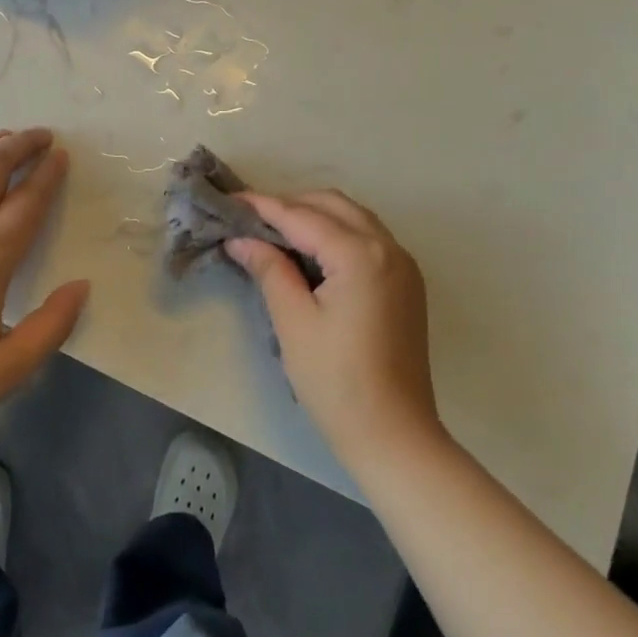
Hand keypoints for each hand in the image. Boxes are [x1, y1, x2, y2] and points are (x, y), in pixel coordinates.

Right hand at [227, 191, 441, 469]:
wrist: (394, 435)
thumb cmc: (336, 381)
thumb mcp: (293, 323)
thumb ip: (270, 270)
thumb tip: (241, 239)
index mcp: (360, 255)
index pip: (303, 217)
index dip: (264, 207)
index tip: (230, 201)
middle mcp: (389, 247)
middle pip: (333, 205)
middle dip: (291, 205)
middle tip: (252, 220)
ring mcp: (403, 264)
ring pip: (354, 218)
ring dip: (316, 216)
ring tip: (276, 232)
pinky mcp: (407, 283)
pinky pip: (369, 238)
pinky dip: (338, 233)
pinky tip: (312, 253)